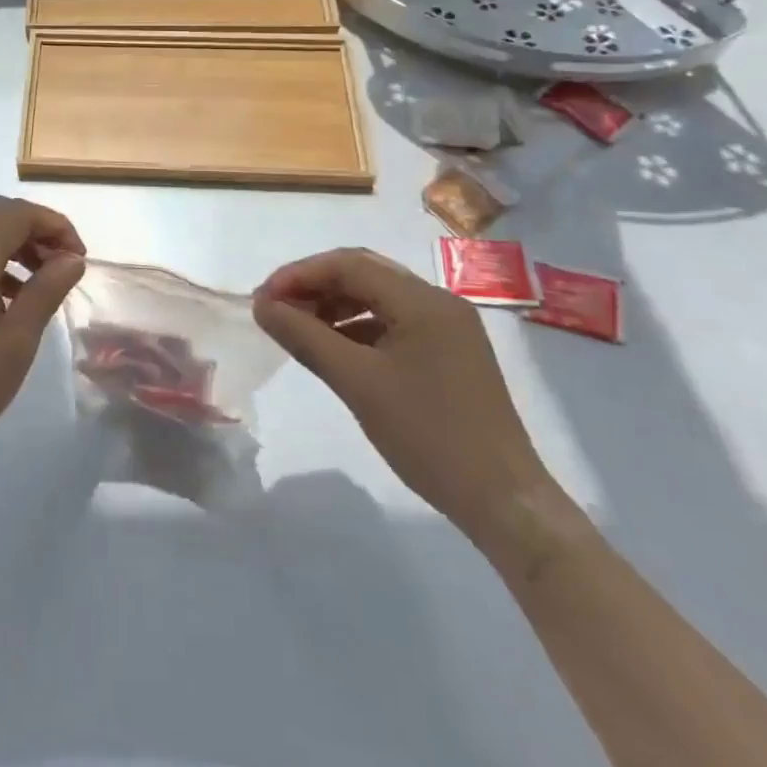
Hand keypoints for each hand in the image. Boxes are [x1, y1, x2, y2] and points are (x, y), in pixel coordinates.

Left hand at [0, 195, 85, 467]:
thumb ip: (47, 290)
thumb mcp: (17, 340)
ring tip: (45, 282)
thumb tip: (72, 258)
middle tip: (65, 265)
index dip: (54, 224)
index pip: (16, 213)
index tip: (79, 257)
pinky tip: (14, 299)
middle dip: (38, 230)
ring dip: (18, 245)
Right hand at [254, 248, 556, 549]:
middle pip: (364, 274)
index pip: (348, 264)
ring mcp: (448, 328)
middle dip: (314, 285)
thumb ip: (305, 337)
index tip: (263, 300)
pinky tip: (334, 349)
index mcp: (423, 301)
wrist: (504, 502)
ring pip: (377, 298)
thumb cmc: (428, 436)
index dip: (299, 274)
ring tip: (298, 329)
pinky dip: (357, 327)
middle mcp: (438, 302)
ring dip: (334, 306)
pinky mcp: (449, 353)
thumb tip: (262, 306)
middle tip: (276, 309)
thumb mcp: (356, 383)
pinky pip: (393, 322)